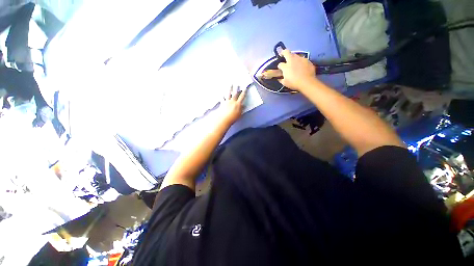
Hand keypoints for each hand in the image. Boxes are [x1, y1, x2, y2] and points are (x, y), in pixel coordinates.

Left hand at [217, 85, 246, 125]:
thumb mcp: (239, 114)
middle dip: (236, 88)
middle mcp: (232, 101)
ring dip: (230, 89)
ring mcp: (227, 102)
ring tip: (230, 85)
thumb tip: (244, 106)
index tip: (245, 88)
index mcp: (238, 104)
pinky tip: (222, 94)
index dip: (244, 92)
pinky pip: (222, 99)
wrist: (224, 119)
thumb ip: (241, 109)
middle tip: (237, 84)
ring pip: (229, 94)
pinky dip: (222, 96)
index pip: (242, 97)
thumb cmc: (232, 118)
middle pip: (235, 94)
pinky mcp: (222, 103)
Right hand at [277, 49, 317, 90]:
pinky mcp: (307, 60)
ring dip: (293, 58)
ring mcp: (300, 59)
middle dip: (284, 53)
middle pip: (286, 52)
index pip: (280, 64)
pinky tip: (302, 67)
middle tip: (283, 55)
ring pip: (295, 55)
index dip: (279, 66)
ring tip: (294, 63)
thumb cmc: (294, 83)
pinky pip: (302, 59)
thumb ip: (281, 79)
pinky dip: (300, 62)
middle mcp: (292, 60)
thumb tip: (279, 78)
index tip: (280, 69)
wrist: (307, 82)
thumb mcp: (285, 83)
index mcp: (286, 66)